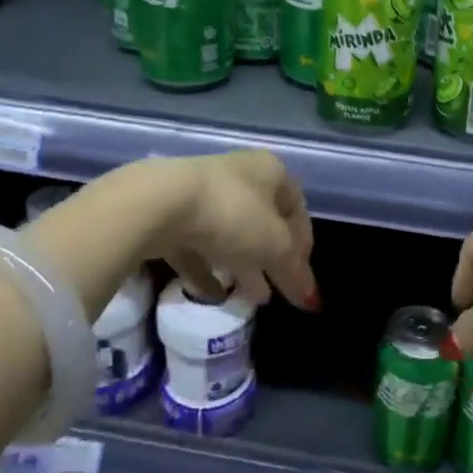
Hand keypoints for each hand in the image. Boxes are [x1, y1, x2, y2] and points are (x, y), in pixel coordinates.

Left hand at [149, 150, 317, 310]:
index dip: (304, 246)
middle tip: (278, 291)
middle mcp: (241, 175)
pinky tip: (213, 296)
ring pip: (231, 233)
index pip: (297, 208)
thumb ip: (294, 272)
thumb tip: (311, 299)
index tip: (302, 279)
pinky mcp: (173, 213)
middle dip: (272, 258)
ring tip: (251, 300)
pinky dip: (208, 270)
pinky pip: (198, 245)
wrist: (161, 203)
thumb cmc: (232, 214)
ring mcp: (204, 192)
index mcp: (272, 172)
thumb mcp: (274, 246)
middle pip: (264, 221)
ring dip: (243, 266)